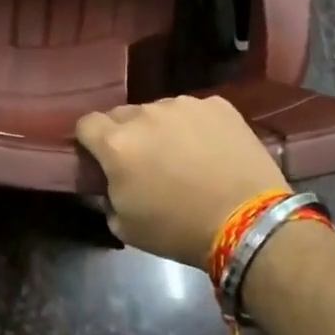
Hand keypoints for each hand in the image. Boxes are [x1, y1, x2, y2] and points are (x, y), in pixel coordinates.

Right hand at [76, 95, 288, 267]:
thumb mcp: (126, 226)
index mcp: (116, 143)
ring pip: (159, 110)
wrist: (248, 224)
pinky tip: (210, 150)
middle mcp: (145, 114)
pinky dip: (195, 126)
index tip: (100, 158)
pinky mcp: (217, 105)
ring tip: (183, 156)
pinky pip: (194, 111)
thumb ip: (108, 196)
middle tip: (144, 162)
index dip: (90, 141)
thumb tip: (112, 184)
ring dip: (161, 128)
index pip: (86, 124)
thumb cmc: (179, 230)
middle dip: (125, 134)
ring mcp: (183, 105)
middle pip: (122, 114)